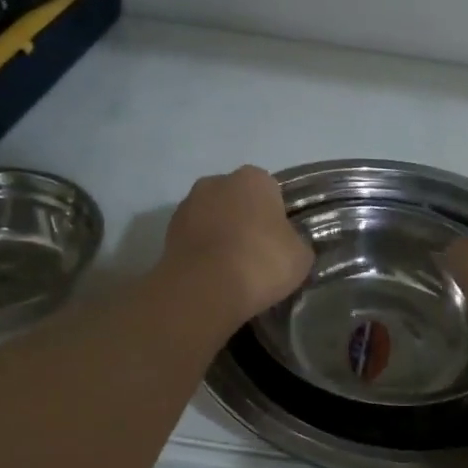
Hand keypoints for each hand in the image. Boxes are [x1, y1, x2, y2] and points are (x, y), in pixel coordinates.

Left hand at [162, 166, 313, 322]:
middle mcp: (216, 182)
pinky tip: (213, 277)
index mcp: (254, 178)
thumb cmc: (261, 261)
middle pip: (237, 200)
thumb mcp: (300, 256)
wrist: (205, 288)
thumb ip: (296, 242)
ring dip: (220, 236)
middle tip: (256, 254)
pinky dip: (202, 253)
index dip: (276, 216)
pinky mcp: (167, 233)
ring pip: (212, 218)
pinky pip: (194, 240)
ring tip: (232, 270)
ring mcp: (187, 205)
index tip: (279, 242)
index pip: (270, 191)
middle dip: (244, 221)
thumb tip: (287, 245)